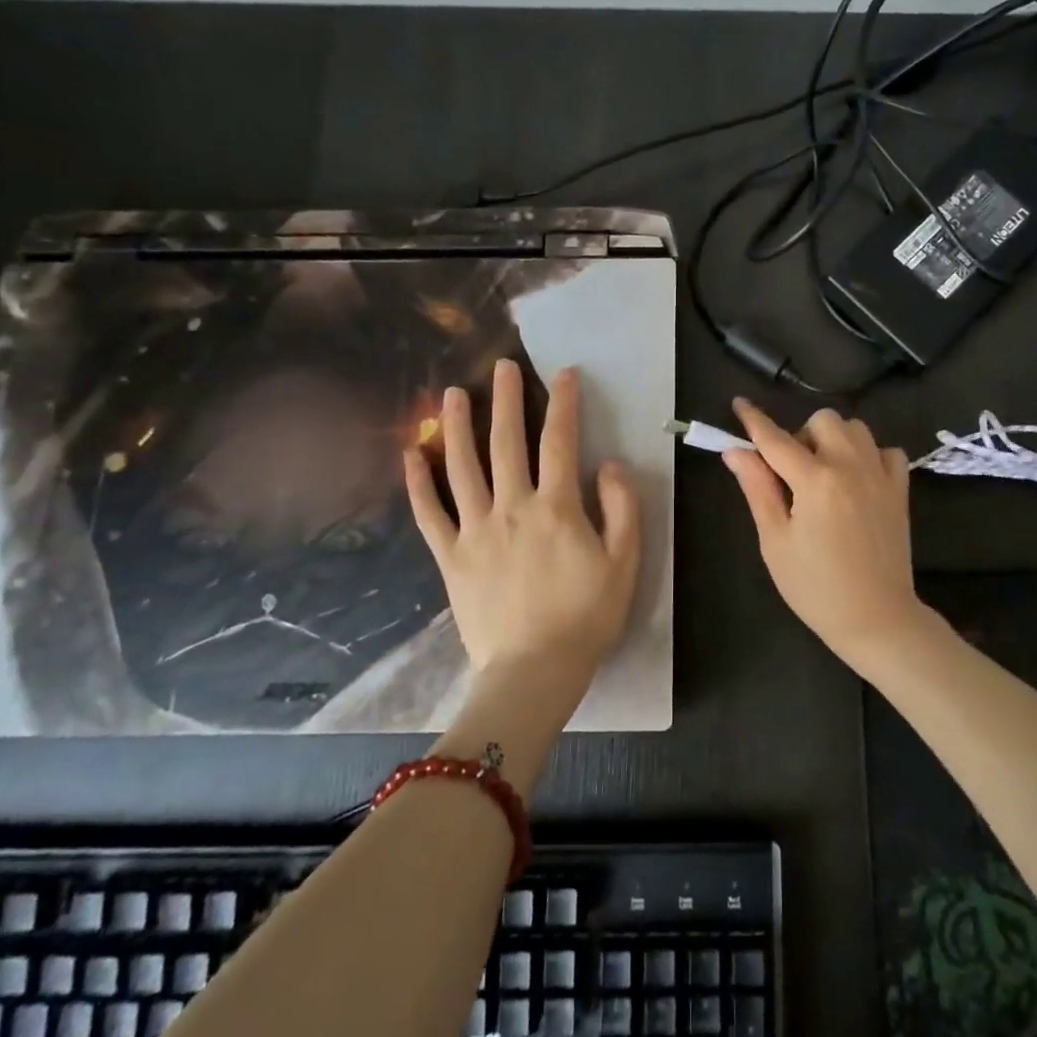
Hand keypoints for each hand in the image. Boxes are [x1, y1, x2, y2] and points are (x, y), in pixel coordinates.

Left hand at [404, 360, 641, 684]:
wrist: (535, 670)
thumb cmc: (587, 616)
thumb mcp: (625, 562)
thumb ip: (622, 508)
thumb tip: (609, 464)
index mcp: (557, 507)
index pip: (560, 442)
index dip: (564, 404)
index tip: (564, 374)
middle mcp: (512, 507)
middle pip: (506, 443)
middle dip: (507, 400)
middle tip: (502, 367)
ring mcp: (475, 531)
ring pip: (462, 468)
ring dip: (457, 427)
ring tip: (452, 394)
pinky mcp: (451, 557)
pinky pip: (429, 514)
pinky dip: (417, 483)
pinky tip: (410, 456)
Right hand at [723, 398, 934, 674]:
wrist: (876, 618)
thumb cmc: (815, 587)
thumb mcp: (775, 541)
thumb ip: (757, 489)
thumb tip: (735, 451)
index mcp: (815, 481)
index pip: (775, 439)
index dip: (753, 420)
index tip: (739, 404)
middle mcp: (850, 466)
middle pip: (822, 420)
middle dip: (800, 436)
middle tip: (792, 473)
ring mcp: (880, 475)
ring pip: (855, 428)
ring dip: (834, 440)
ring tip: (824, 475)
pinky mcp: (900, 489)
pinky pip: (886, 450)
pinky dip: (869, 455)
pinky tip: (857, 480)